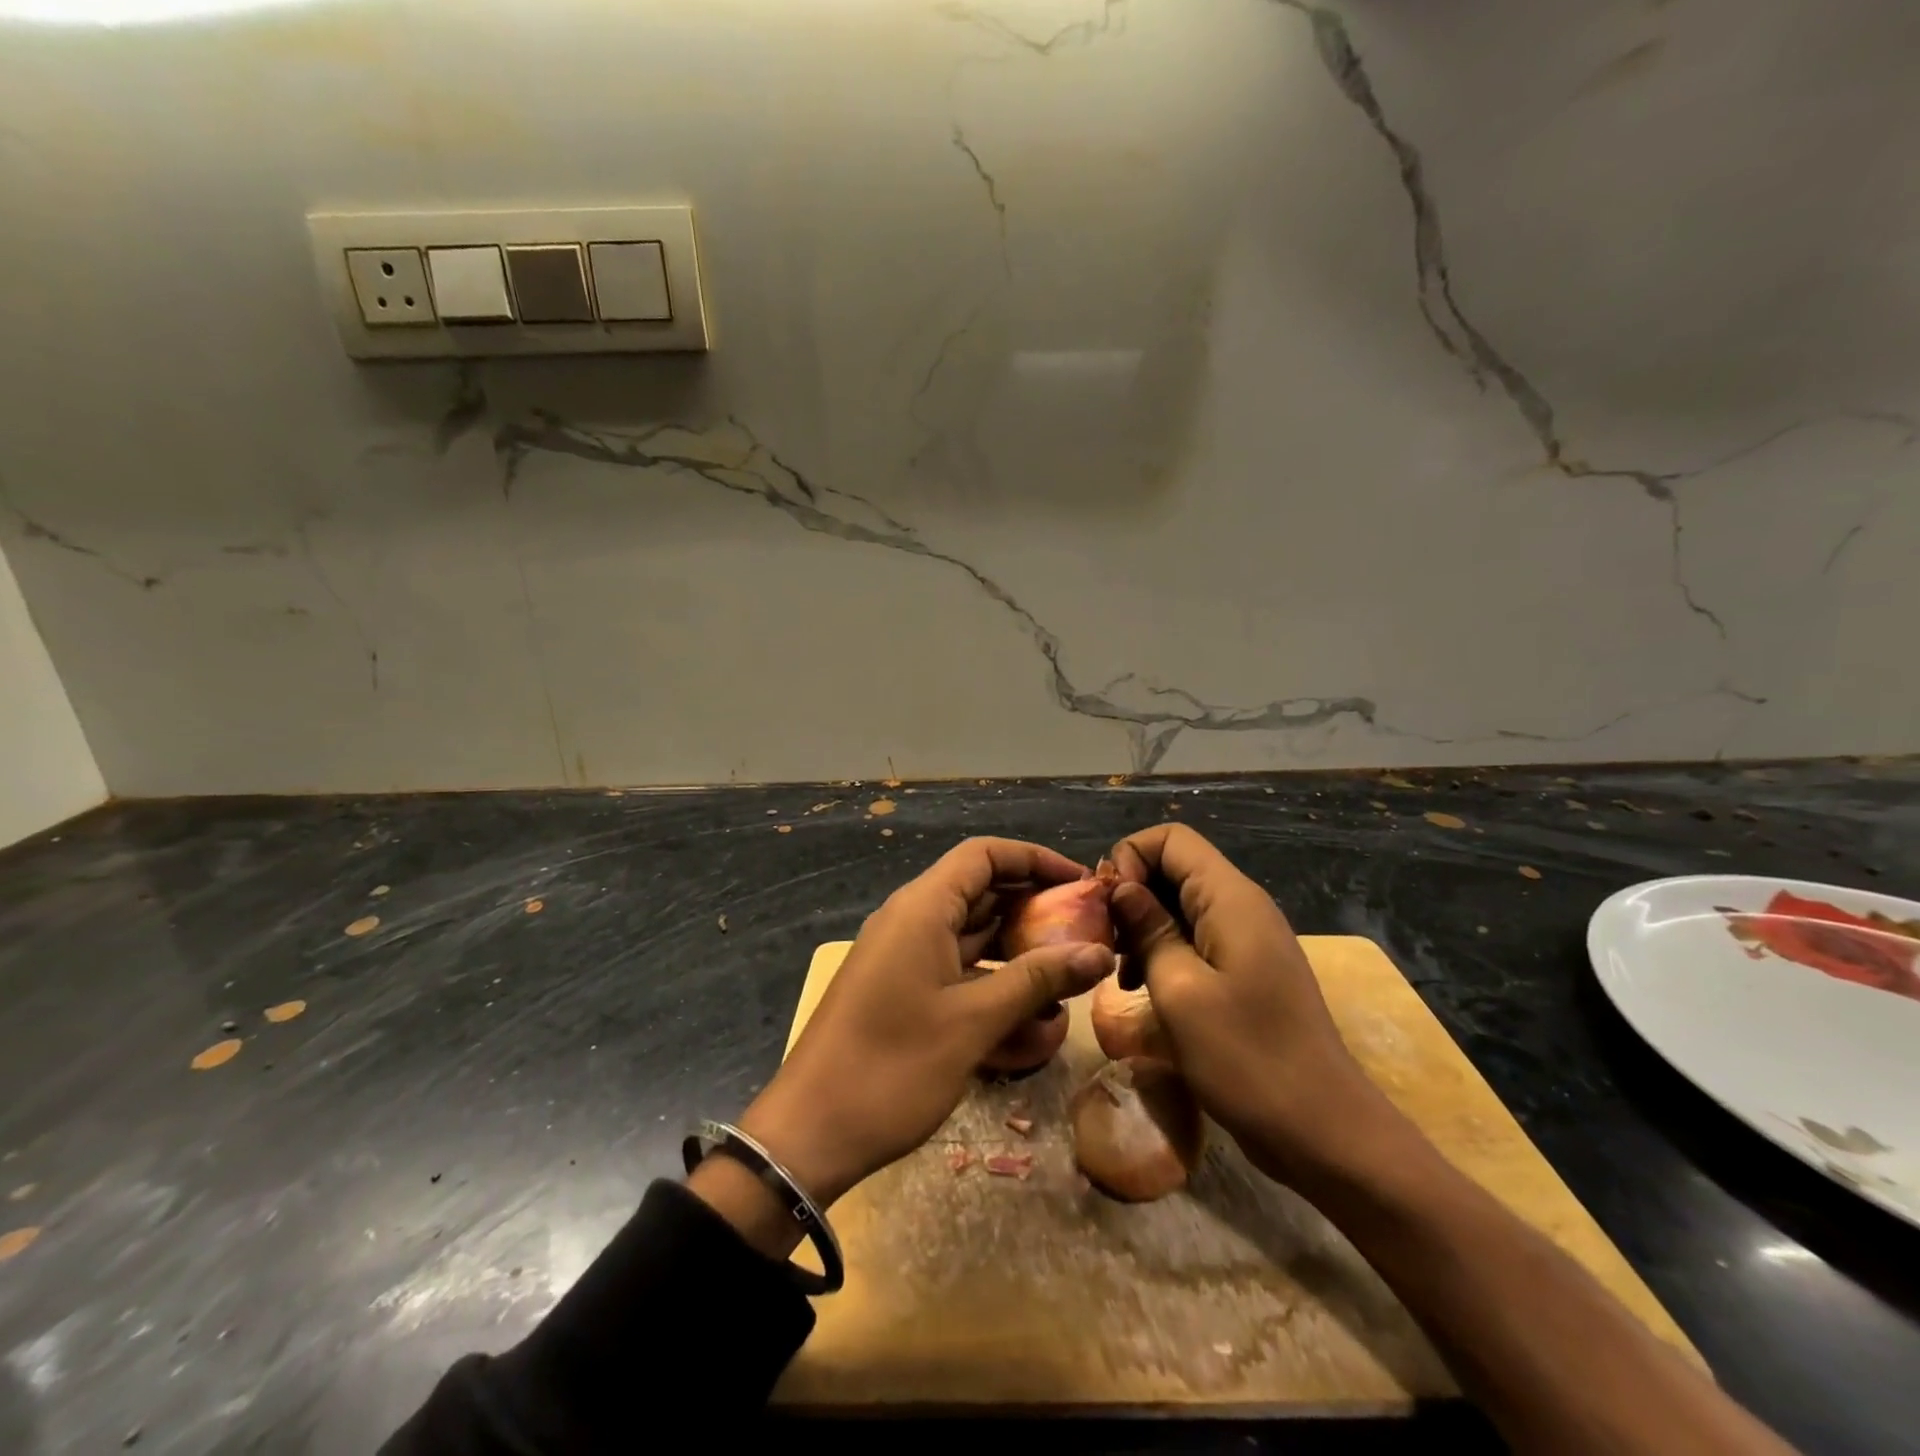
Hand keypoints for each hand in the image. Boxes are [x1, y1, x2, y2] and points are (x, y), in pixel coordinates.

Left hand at [734, 837, 1115, 1208]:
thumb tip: (1099, 951)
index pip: (984, 855)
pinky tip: (1029, 1015)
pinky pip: (955, 969)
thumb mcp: (974, 1021)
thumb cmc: (893, 1067)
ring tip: (1066, 974)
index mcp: (922, 908)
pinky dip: (991, 981)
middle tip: (1084, 929)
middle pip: (980, 891)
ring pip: (971, 934)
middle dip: (1033, 907)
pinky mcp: (902, 991)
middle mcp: (911, 921)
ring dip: (1016, 950)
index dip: (1034, 859)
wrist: (810, 1133)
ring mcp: (904, 957)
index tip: (1081, 881)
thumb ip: (1038, 980)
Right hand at [1108, 824, 1390, 1179]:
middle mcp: (1241, 906)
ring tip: (1120, 971)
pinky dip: (1163, 951)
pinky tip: (1143, 987)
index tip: (1108, 906)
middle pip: (1173, 868)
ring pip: (1180, 904)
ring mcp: (1246, 939)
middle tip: (1105, 942)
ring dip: (1143, 926)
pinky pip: (1196, 938)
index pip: (1170, 838)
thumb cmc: (1247, 1058)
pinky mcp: (1246, 970)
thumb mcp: (1180, 990)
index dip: (1129, 857)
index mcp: (1229, 898)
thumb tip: (1121, 887)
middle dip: (1131, 894)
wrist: (1324, 1132)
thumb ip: (1148, 928)